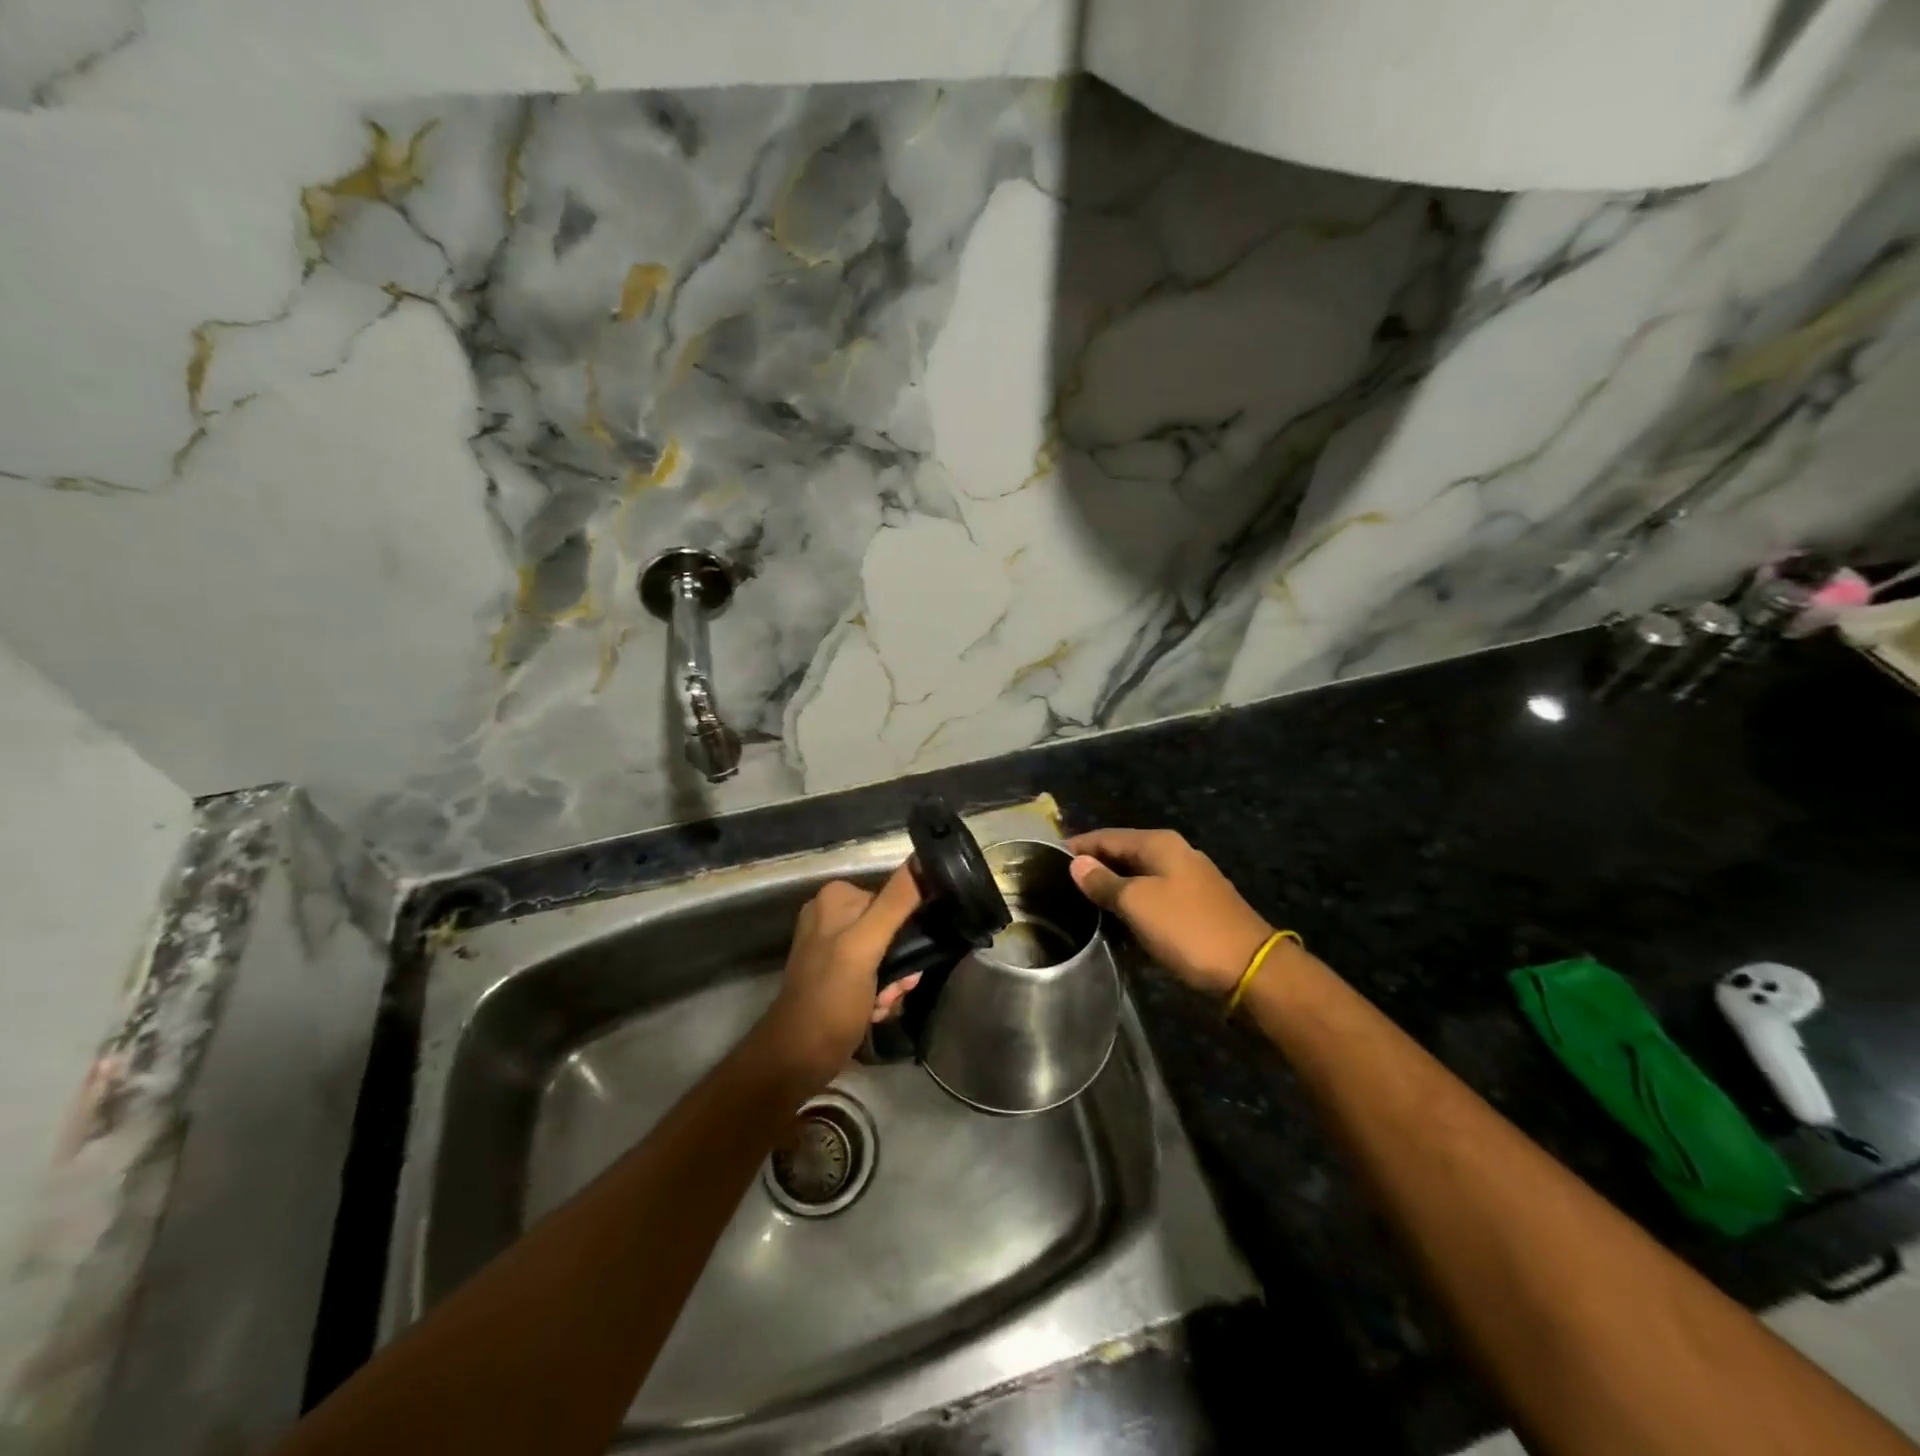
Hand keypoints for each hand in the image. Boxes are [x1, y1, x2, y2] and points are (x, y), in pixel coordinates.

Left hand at [758, 865, 924, 1088]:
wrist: (798, 1058)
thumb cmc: (830, 998)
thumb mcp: (866, 945)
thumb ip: (896, 902)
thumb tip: (923, 858)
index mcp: (837, 897)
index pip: (895, 900)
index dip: (907, 933)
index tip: (907, 964)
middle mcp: (833, 914)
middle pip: (892, 929)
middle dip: (900, 964)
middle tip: (893, 990)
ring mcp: (832, 944)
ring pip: (887, 954)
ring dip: (893, 983)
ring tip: (881, 1006)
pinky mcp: (836, 972)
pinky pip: (874, 972)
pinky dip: (879, 993)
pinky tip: (873, 1012)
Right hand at [1068, 828, 1274, 996]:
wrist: (1250, 969)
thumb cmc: (1187, 928)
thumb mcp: (1137, 903)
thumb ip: (1103, 881)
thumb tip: (1077, 863)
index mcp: (1159, 844)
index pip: (1106, 836)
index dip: (1077, 847)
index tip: (1046, 860)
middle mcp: (1174, 854)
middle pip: (1122, 855)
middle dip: (1093, 868)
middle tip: (1059, 887)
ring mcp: (1187, 881)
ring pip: (1138, 878)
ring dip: (1112, 890)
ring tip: (1080, 907)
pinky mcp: (1194, 908)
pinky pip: (1153, 899)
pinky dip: (1132, 907)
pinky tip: (1116, 924)